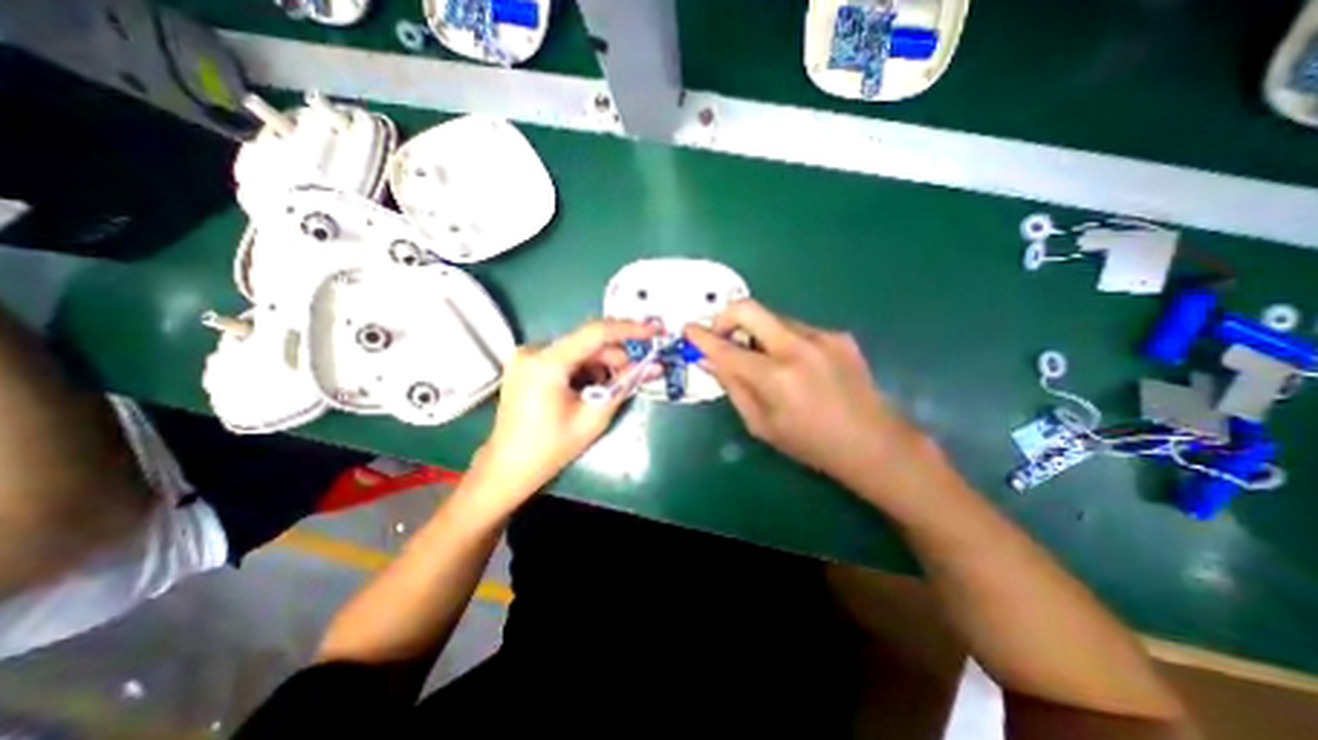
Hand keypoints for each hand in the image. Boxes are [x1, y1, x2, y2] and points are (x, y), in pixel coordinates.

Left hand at [474, 317, 657, 496]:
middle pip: (587, 342)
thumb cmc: (550, 448)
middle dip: (615, 356)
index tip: (653, 331)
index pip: (595, 333)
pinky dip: (583, 368)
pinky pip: (565, 356)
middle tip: (636, 373)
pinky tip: (588, 388)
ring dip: (600, 364)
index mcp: (546, 363)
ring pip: (578, 349)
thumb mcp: (593, 418)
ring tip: (608, 389)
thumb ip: (624, 386)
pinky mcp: (526, 363)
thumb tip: (654, 366)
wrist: (507, 467)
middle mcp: (533, 350)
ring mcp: (526, 355)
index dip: (629, 329)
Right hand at [684, 297, 929, 487]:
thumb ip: (733, 387)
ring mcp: (822, 337)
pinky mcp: (839, 336)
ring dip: (759, 333)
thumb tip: (710, 361)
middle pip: (750, 308)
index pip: (726, 349)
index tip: (688, 329)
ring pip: (774, 319)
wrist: (873, 443)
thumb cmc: (810, 443)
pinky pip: (798, 329)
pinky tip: (797, 366)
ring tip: (765, 360)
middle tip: (722, 335)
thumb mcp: (761, 424)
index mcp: (775, 377)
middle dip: (726, 316)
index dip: (702, 337)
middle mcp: (797, 348)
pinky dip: (785, 341)